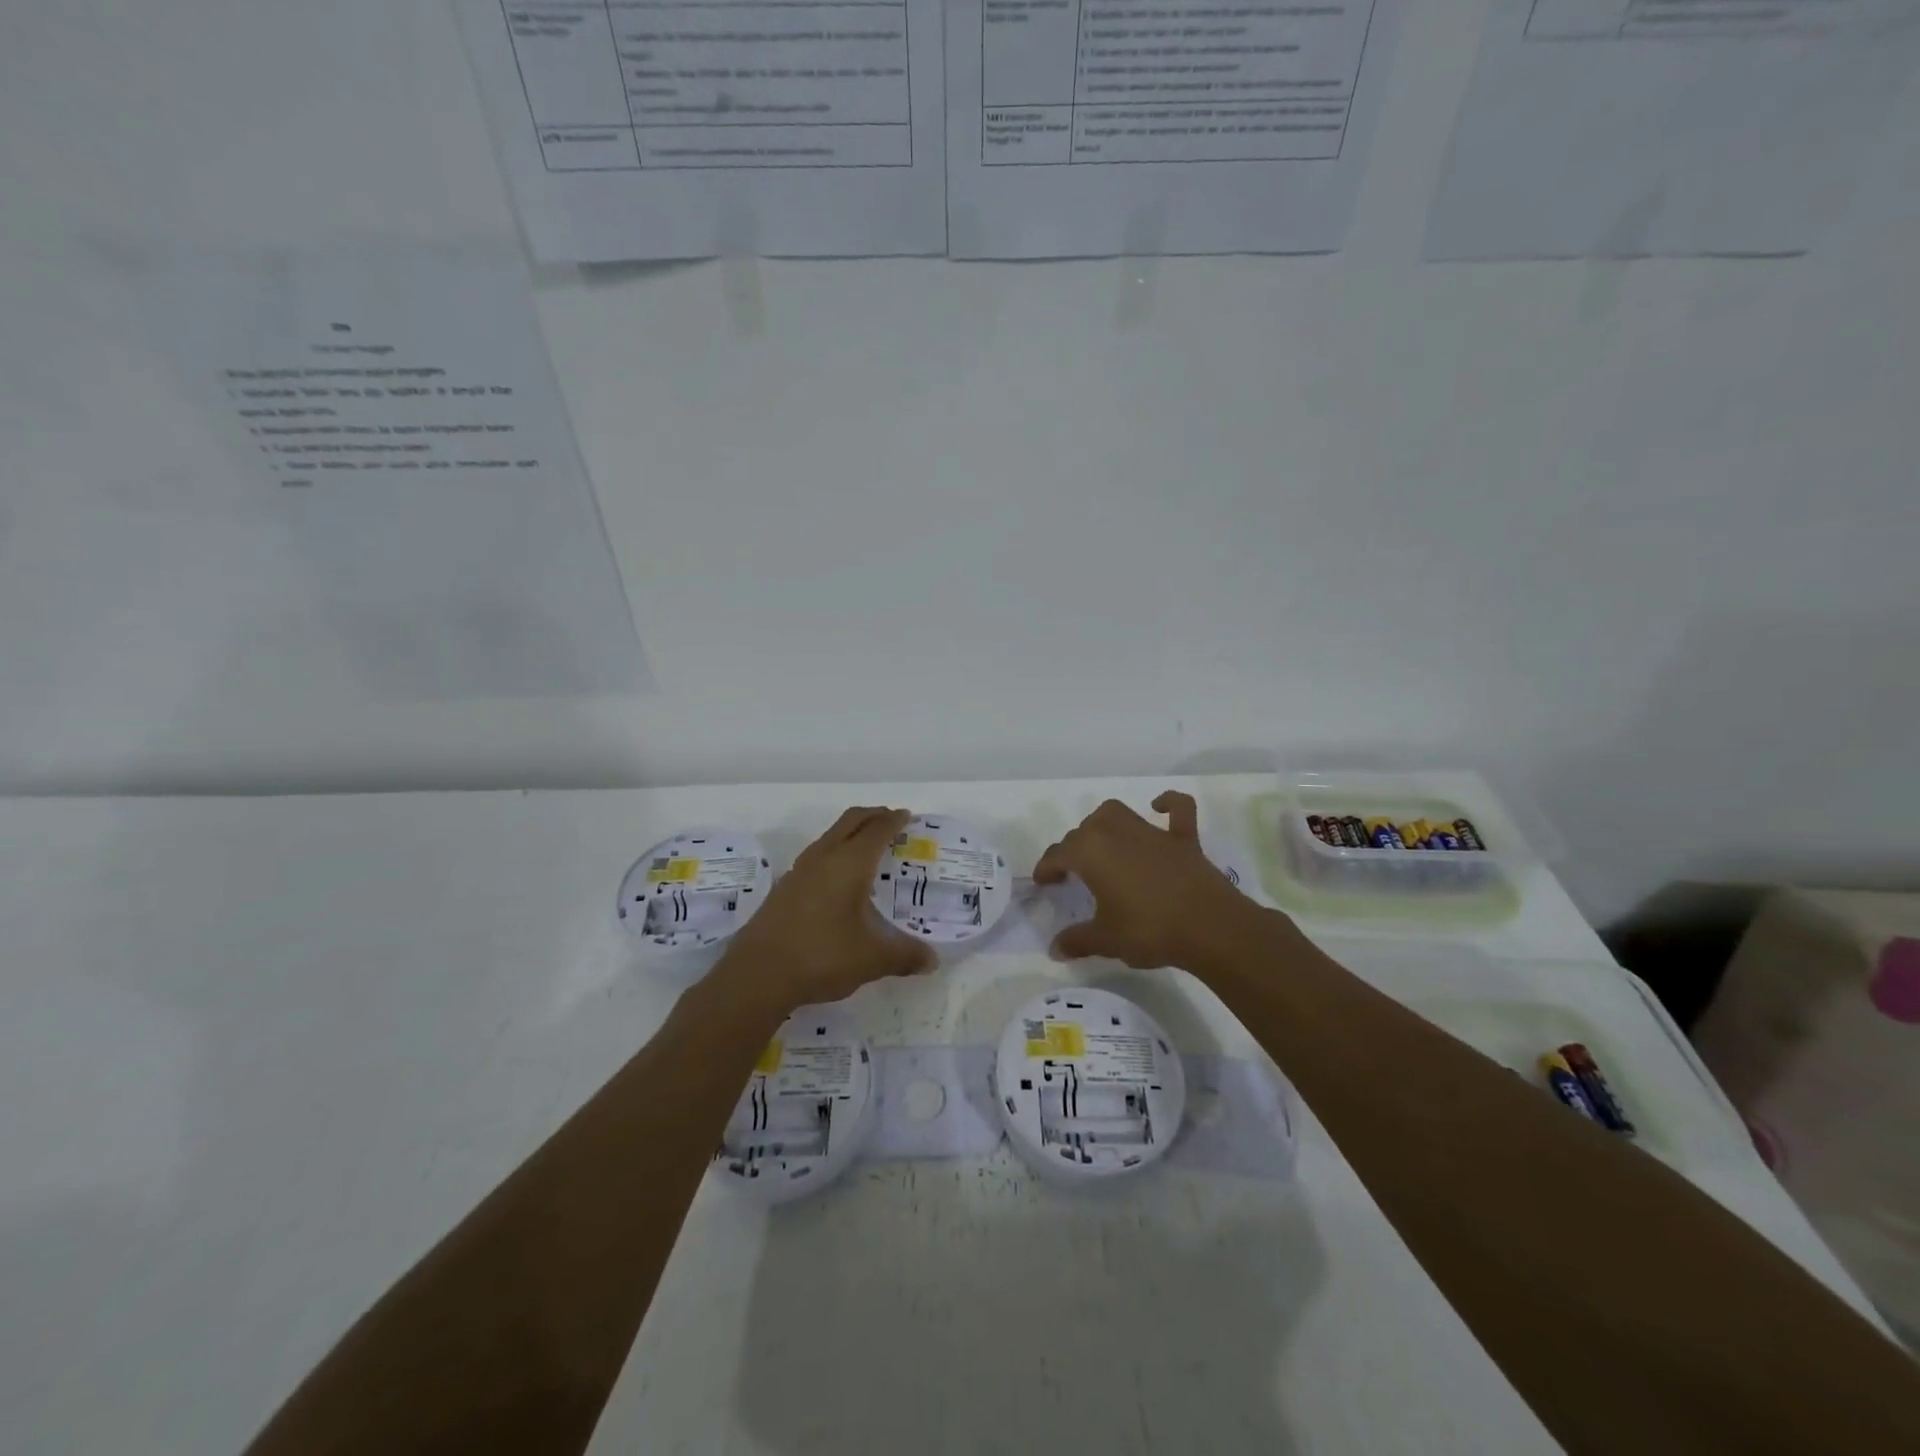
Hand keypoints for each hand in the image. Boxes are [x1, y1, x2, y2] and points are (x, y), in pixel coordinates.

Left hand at [712, 806, 934, 1014]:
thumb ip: (905, 956)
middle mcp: (824, 858)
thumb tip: (932, 961)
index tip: (907, 816)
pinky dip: (835, 853)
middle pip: (851, 821)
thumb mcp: (872, 959)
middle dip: (873, 816)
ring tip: (868, 848)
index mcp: (849, 864)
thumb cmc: (822, 957)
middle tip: (891, 820)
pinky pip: (816, 856)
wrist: (757, 975)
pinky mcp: (784, 888)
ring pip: (830, 837)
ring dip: (851, 833)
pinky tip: (839, 880)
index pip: (877, 830)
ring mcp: (799, 871)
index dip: (894, 820)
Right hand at [1033, 792, 1270, 968]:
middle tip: (1072, 873)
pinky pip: (1177, 810)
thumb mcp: (1106, 940)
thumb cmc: (1149, 931)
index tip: (1043, 882)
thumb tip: (1055, 949)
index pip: (1058, 854)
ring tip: (1102, 843)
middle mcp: (1116, 833)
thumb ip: (1078, 941)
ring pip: (1116, 813)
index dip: (1046, 868)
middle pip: (1084, 831)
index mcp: (1090, 852)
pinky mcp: (1183, 838)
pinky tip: (1159, 807)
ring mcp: (1151, 832)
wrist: (1210, 928)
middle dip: (1073, 848)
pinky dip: (1168, 804)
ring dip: (1103, 823)